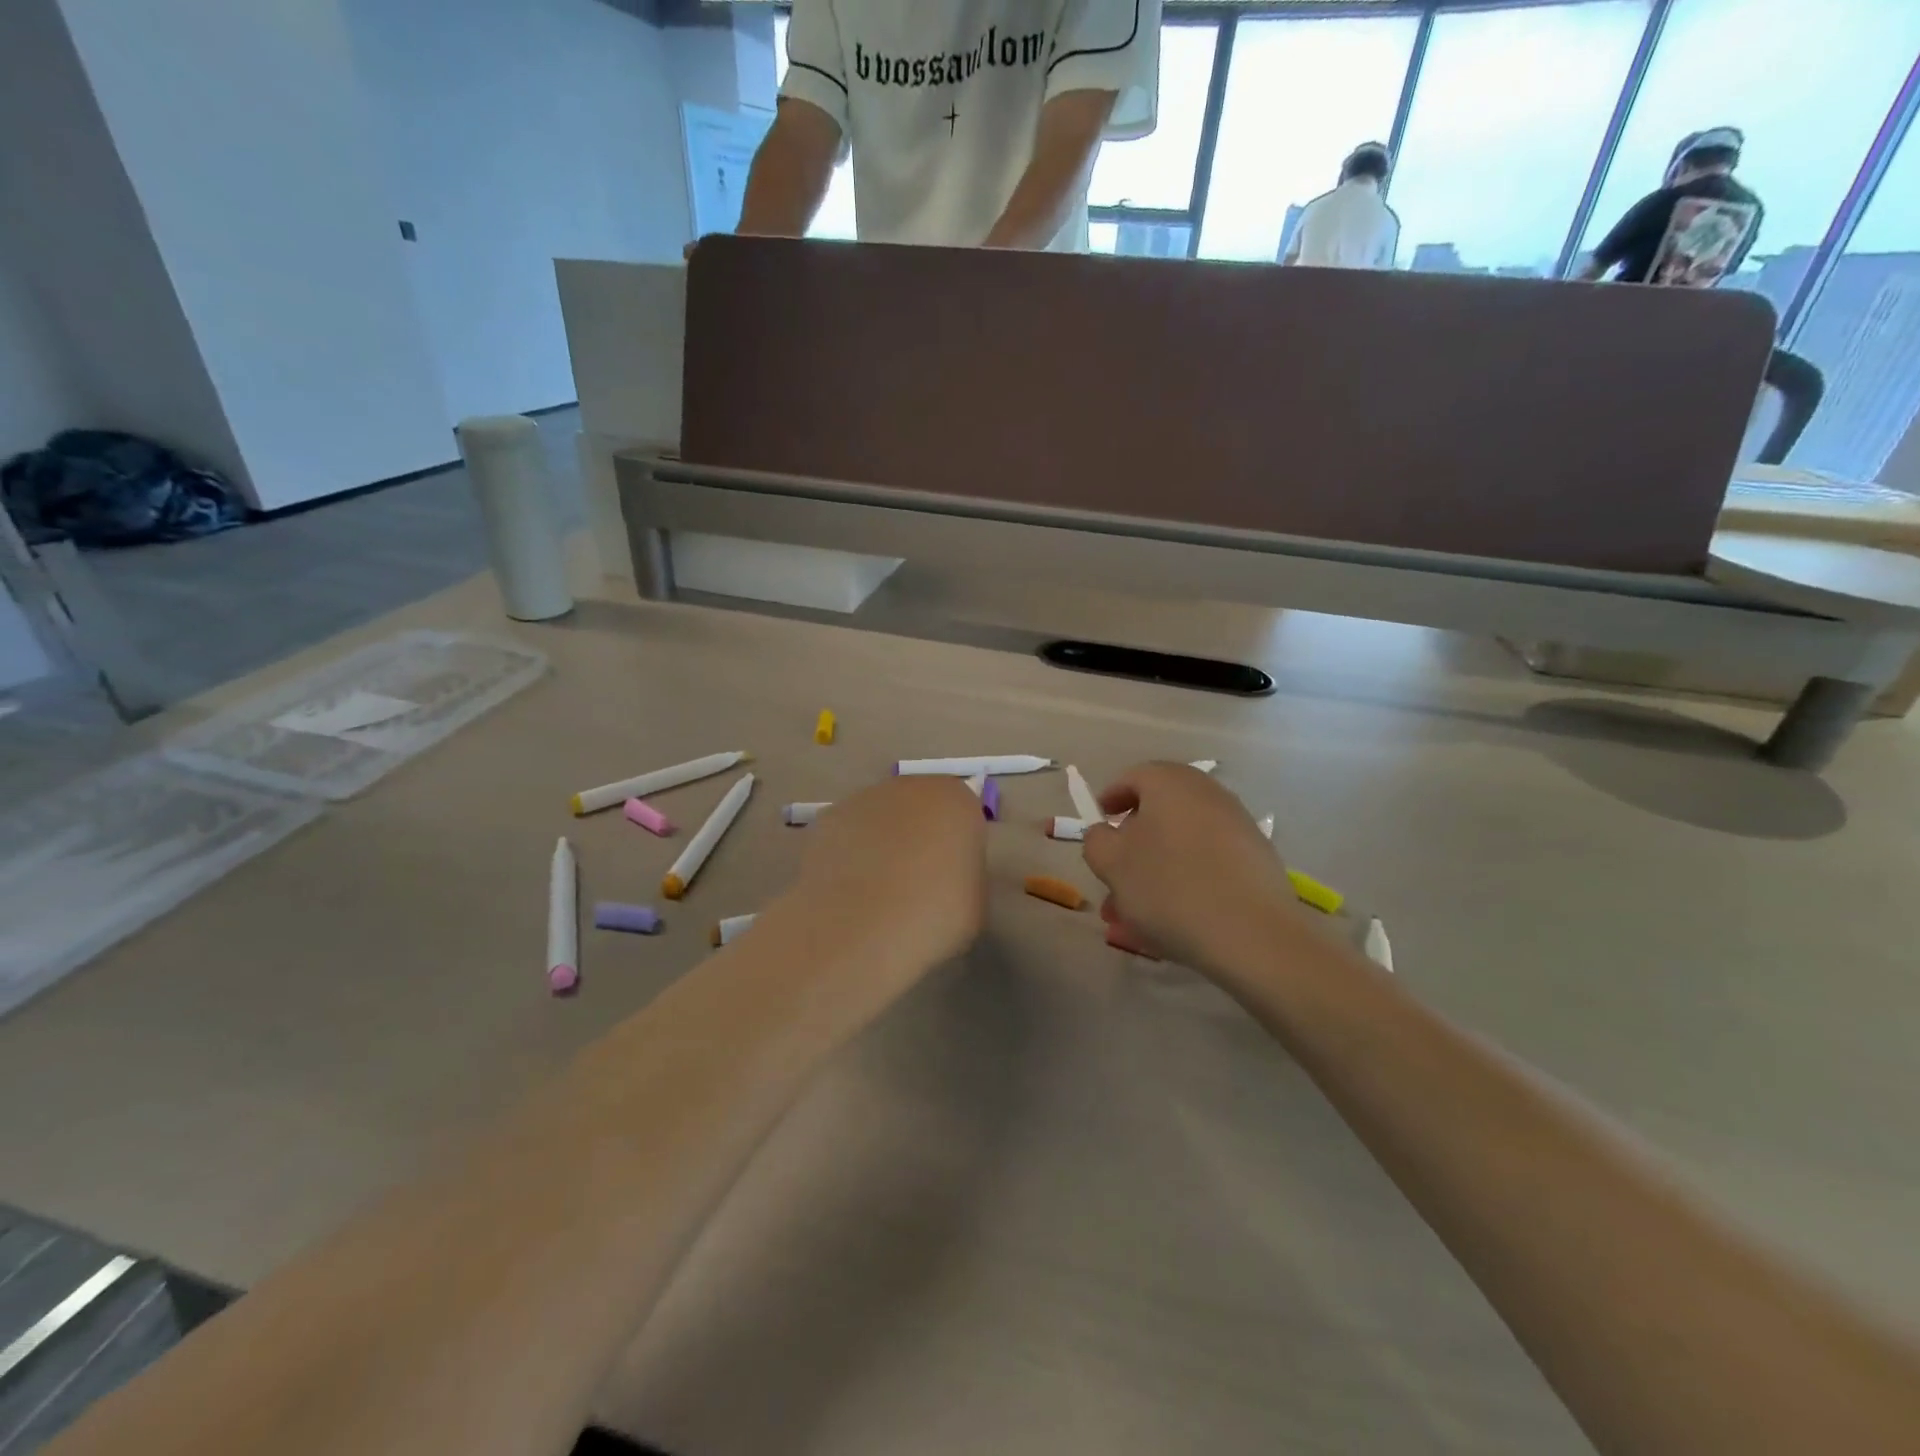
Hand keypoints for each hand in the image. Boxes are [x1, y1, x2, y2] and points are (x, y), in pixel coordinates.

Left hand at [797, 776, 986, 969]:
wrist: (861, 928)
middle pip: (919, 808)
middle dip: (918, 837)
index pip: (963, 815)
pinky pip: (846, 835)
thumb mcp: (974, 903)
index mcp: (956, 801)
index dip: (957, 847)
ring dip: (880, 844)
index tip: (951, 879)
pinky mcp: (826, 819)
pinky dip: (847, 856)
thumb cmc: (934, 915)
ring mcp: (863, 799)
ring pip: (880, 819)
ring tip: (876, 894)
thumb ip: (964, 876)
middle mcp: (910, 788)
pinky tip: (846, 893)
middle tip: (915, 884)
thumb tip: (947, 876)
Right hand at [1082, 762, 1301, 972]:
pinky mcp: (1258, 860)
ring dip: (1155, 872)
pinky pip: (1208, 865)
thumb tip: (1106, 833)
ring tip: (1135, 915)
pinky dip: (1186, 883)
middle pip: (1160, 812)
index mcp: (1170, 783)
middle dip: (1132, 846)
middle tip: (1114, 876)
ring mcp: (1238, 826)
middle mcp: (1208, 794)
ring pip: (1182, 845)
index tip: (1099, 825)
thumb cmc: (1169, 887)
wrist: (1253, 935)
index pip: (1132, 777)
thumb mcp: (1111, 863)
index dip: (1111, 799)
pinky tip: (1174, 921)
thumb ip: (1097, 841)